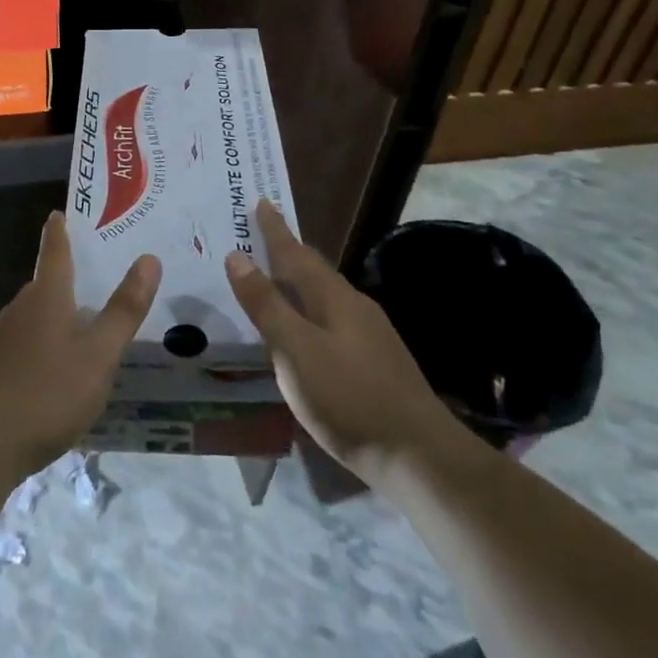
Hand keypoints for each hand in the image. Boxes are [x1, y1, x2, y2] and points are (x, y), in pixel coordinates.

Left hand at [0, 212, 159, 481]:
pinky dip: (41, 347)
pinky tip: (54, 373)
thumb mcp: (99, 354)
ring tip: (81, 329)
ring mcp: (1, 340)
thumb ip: (124, 309)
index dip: (59, 231)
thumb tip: (149, 258)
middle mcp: (20, 309)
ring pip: (33, 318)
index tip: (59, 212)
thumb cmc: (47, 392)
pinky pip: (23, 346)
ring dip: (54, 317)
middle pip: (45, 285)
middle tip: (94, 279)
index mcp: (47, 297)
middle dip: (66, 279)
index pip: (55, 252)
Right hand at [225, 201, 461, 488]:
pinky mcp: (378, 362)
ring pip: (326, 296)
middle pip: (314, 270)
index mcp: (332, 297)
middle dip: (288, 252)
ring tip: (278, 280)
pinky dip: (312, 311)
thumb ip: (266, 305)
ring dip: (299, 283)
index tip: (261, 201)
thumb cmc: (349, 398)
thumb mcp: (295, 351)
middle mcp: (354, 306)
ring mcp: (371, 334)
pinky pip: (334, 319)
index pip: (295, 253)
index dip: (275, 230)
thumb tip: (237, 256)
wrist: (420, 456)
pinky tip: (308, 332)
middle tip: (263, 236)